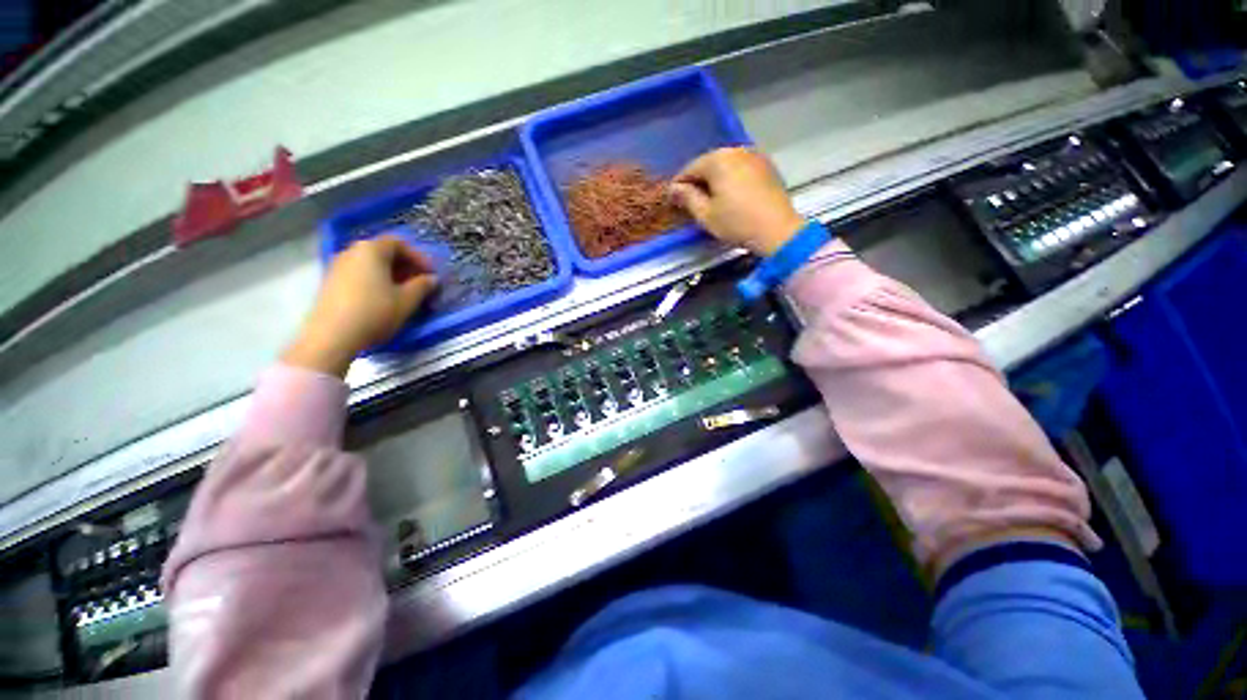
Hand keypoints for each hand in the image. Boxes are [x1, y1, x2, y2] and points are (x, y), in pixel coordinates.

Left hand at [283, 236, 437, 376]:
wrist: (332, 336)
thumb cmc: (375, 312)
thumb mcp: (407, 300)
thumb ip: (422, 286)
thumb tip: (431, 279)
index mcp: (371, 250)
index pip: (399, 243)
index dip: (419, 257)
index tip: (431, 274)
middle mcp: (352, 252)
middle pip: (383, 252)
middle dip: (405, 266)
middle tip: (420, 283)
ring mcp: (338, 266)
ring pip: (371, 264)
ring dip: (391, 275)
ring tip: (404, 293)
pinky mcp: (331, 282)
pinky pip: (359, 274)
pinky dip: (376, 281)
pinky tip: (384, 299)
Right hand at [670, 147, 804, 255]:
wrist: (777, 230)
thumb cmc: (736, 223)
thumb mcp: (706, 214)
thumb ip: (687, 198)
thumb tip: (674, 189)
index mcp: (718, 160)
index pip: (690, 169)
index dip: (679, 185)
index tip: (673, 200)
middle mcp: (736, 150)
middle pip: (709, 163)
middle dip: (698, 180)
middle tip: (691, 201)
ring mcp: (754, 156)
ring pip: (726, 165)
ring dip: (715, 179)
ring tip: (710, 199)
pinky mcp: (767, 166)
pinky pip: (741, 168)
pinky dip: (732, 179)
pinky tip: (730, 195)